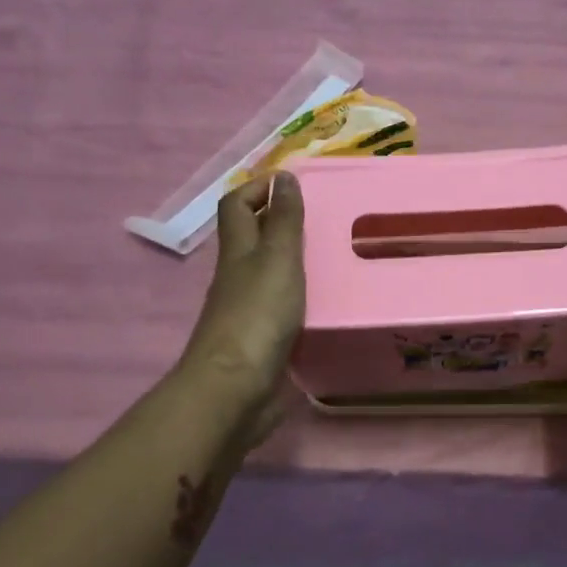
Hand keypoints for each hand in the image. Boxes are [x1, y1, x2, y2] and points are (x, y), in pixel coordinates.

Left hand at [179, 172, 305, 411]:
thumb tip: (284, 176)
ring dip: (291, 261)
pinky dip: (298, 297)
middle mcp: (237, 276)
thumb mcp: (277, 259)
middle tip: (321, 218)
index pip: (235, 205)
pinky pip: (279, 307)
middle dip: (277, 221)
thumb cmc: (257, 315)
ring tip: (331, 257)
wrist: (235, 389)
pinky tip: (323, 302)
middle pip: (250, 238)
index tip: (291, 183)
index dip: (256, 188)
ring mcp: (246, 310)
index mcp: (238, 251)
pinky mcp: (260, 340)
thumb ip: (284, 221)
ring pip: (266, 273)